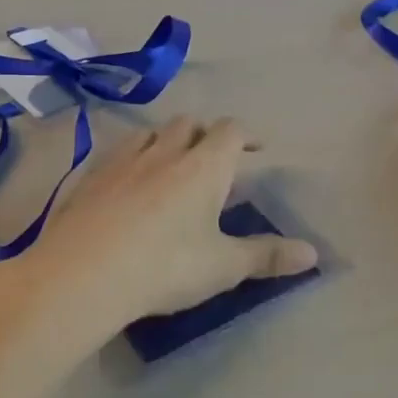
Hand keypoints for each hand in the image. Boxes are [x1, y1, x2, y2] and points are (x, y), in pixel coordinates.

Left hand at [0, 116, 318, 361]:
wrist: (83, 273)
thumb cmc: (165, 266)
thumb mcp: (223, 266)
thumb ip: (267, 256)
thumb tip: (313, 254)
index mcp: (204, 166)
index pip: (230, 131)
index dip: (245, 135)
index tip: (255, 148)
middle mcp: (164, 151)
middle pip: (189, 123)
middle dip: (205, 133)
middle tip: (212, 157)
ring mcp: (123, 160)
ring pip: (150, 133)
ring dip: (165, 140)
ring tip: (170, 163)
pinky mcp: (90, 177)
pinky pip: (117, 153)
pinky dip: (131, 158)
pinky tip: (126, 183)